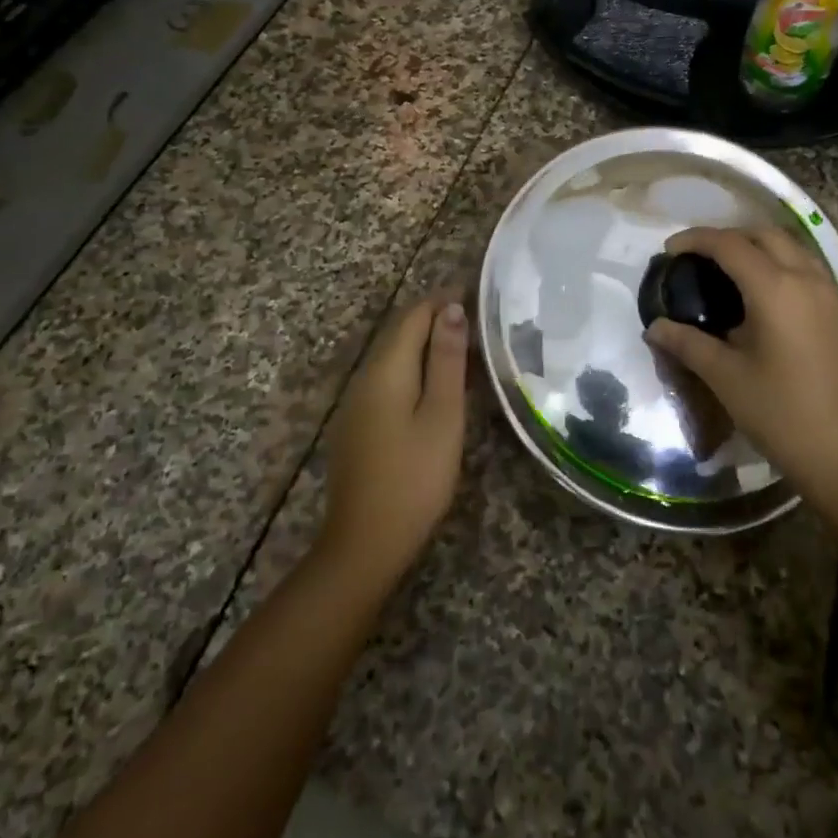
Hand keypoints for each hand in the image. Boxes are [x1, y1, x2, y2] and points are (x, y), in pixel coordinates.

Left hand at [320, 292, 468, 588]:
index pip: (414, 315)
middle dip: (436, 317)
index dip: (444, 299)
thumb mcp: (442, 416)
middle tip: (479, 318)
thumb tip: (451, 308)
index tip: (478, 293)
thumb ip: (447, 360)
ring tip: (468, 347)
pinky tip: (439, 384)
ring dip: (428, 344)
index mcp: (386, 369)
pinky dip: (416, 368)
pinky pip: (389, 379)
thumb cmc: (414, 477)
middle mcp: (366, 377)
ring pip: (395, 356)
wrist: (365, 544)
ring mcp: (358, 402)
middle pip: (400, 332)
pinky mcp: (359, 424)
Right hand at [645, 227, 837, 509]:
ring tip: (731, 273)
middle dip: (730, 236)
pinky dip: (783, 268)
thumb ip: (688, 345)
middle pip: (766, 235)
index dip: (696, 239)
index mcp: (776, 289)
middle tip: (700, 257)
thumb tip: (656, 328)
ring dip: (760, 248)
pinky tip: (767, 301)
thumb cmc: (783, 416)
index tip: (670, 250)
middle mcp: (809, 280)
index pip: (730, 244)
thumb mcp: (727, 379)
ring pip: (794, 250)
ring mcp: (834, 296)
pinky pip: (811, 272)